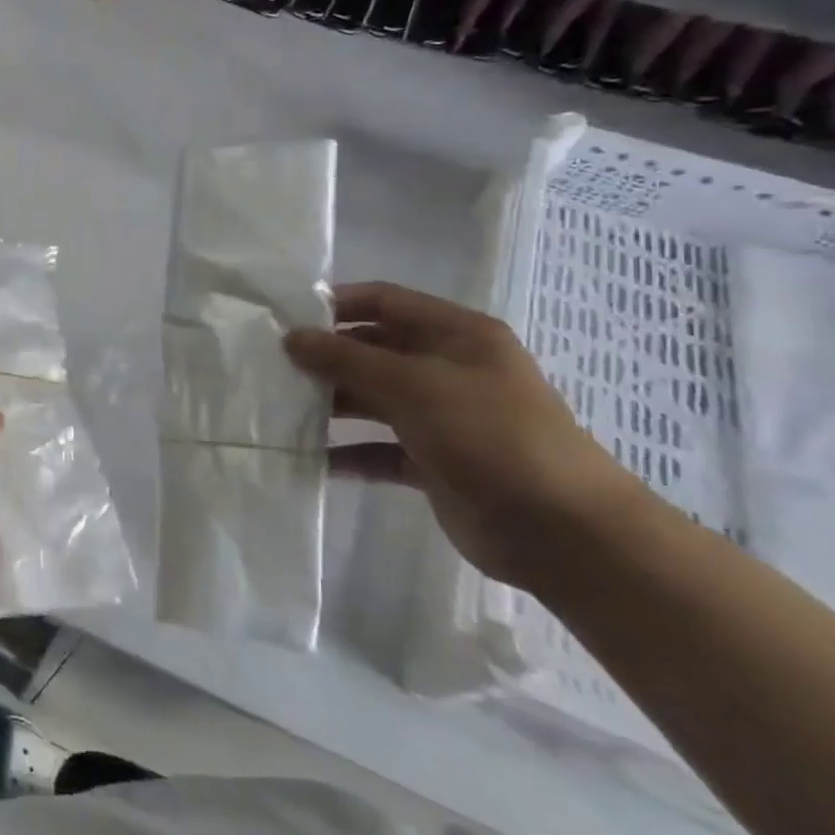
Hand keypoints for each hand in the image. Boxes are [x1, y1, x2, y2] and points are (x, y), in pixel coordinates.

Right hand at [285, 282, 645, 587]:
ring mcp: (441, 417)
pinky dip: (348, 452)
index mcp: (457, 335)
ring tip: (280, 408)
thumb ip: (346, 359)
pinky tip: (310, 457)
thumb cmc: (491, 436)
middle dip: (325, 357)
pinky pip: (378, 448)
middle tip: (272, 366)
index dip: (336, 304)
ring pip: (372, 399)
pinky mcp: (433, 461)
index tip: (285, 317)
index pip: (385, 301)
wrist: (563, 532)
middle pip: (373, 350)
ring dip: (331, 404)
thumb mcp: (413, 386)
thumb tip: (291, 337)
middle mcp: (448, 369)